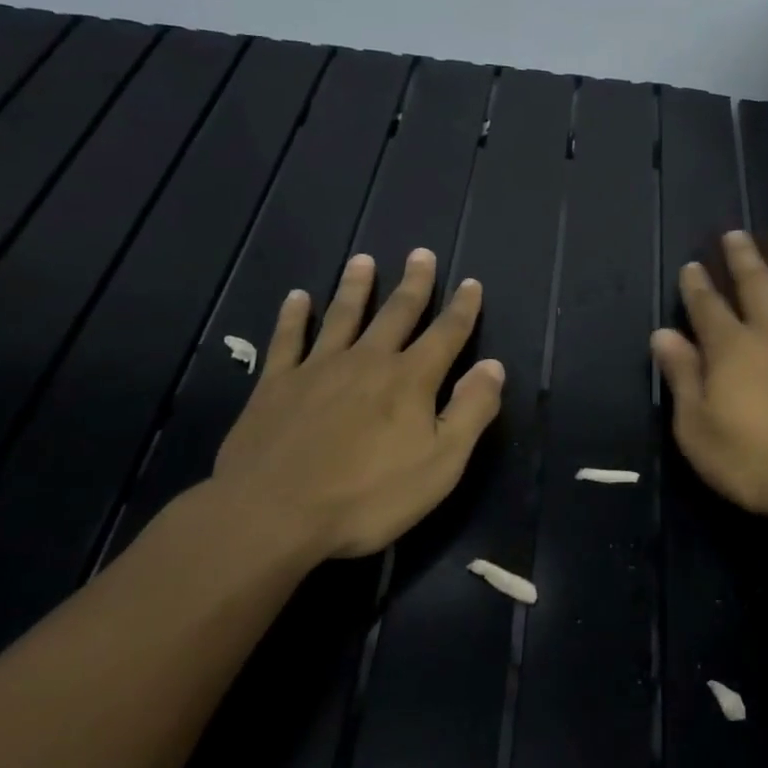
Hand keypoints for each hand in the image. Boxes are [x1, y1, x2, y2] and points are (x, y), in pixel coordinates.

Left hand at [212, 248, 504, 562]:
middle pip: (396, 313)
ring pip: (343, 316)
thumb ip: (471, 411)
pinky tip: (297, 298)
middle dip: (414, 284)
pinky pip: (287, 340)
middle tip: (421, 254)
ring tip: (363, 260)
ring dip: (355, 286)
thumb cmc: (368, 495)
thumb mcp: (441, 463)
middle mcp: (368, 361)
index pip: (446, 334)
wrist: (273, 514)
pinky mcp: (276, 385)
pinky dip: (293, 316)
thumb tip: (494, 366)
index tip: (471, 282)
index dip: (462, 308)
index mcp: (410, 379)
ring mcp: (318, 368)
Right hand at [651, 231, 767, 527]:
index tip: (692, 265)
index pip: (708, 308)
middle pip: (754, 287)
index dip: (697, 286)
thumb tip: (663, 334)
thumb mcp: (698, 429)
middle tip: (734, 235)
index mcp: (731, 350)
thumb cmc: (754, 462)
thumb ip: (683, 377)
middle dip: (741, 260)